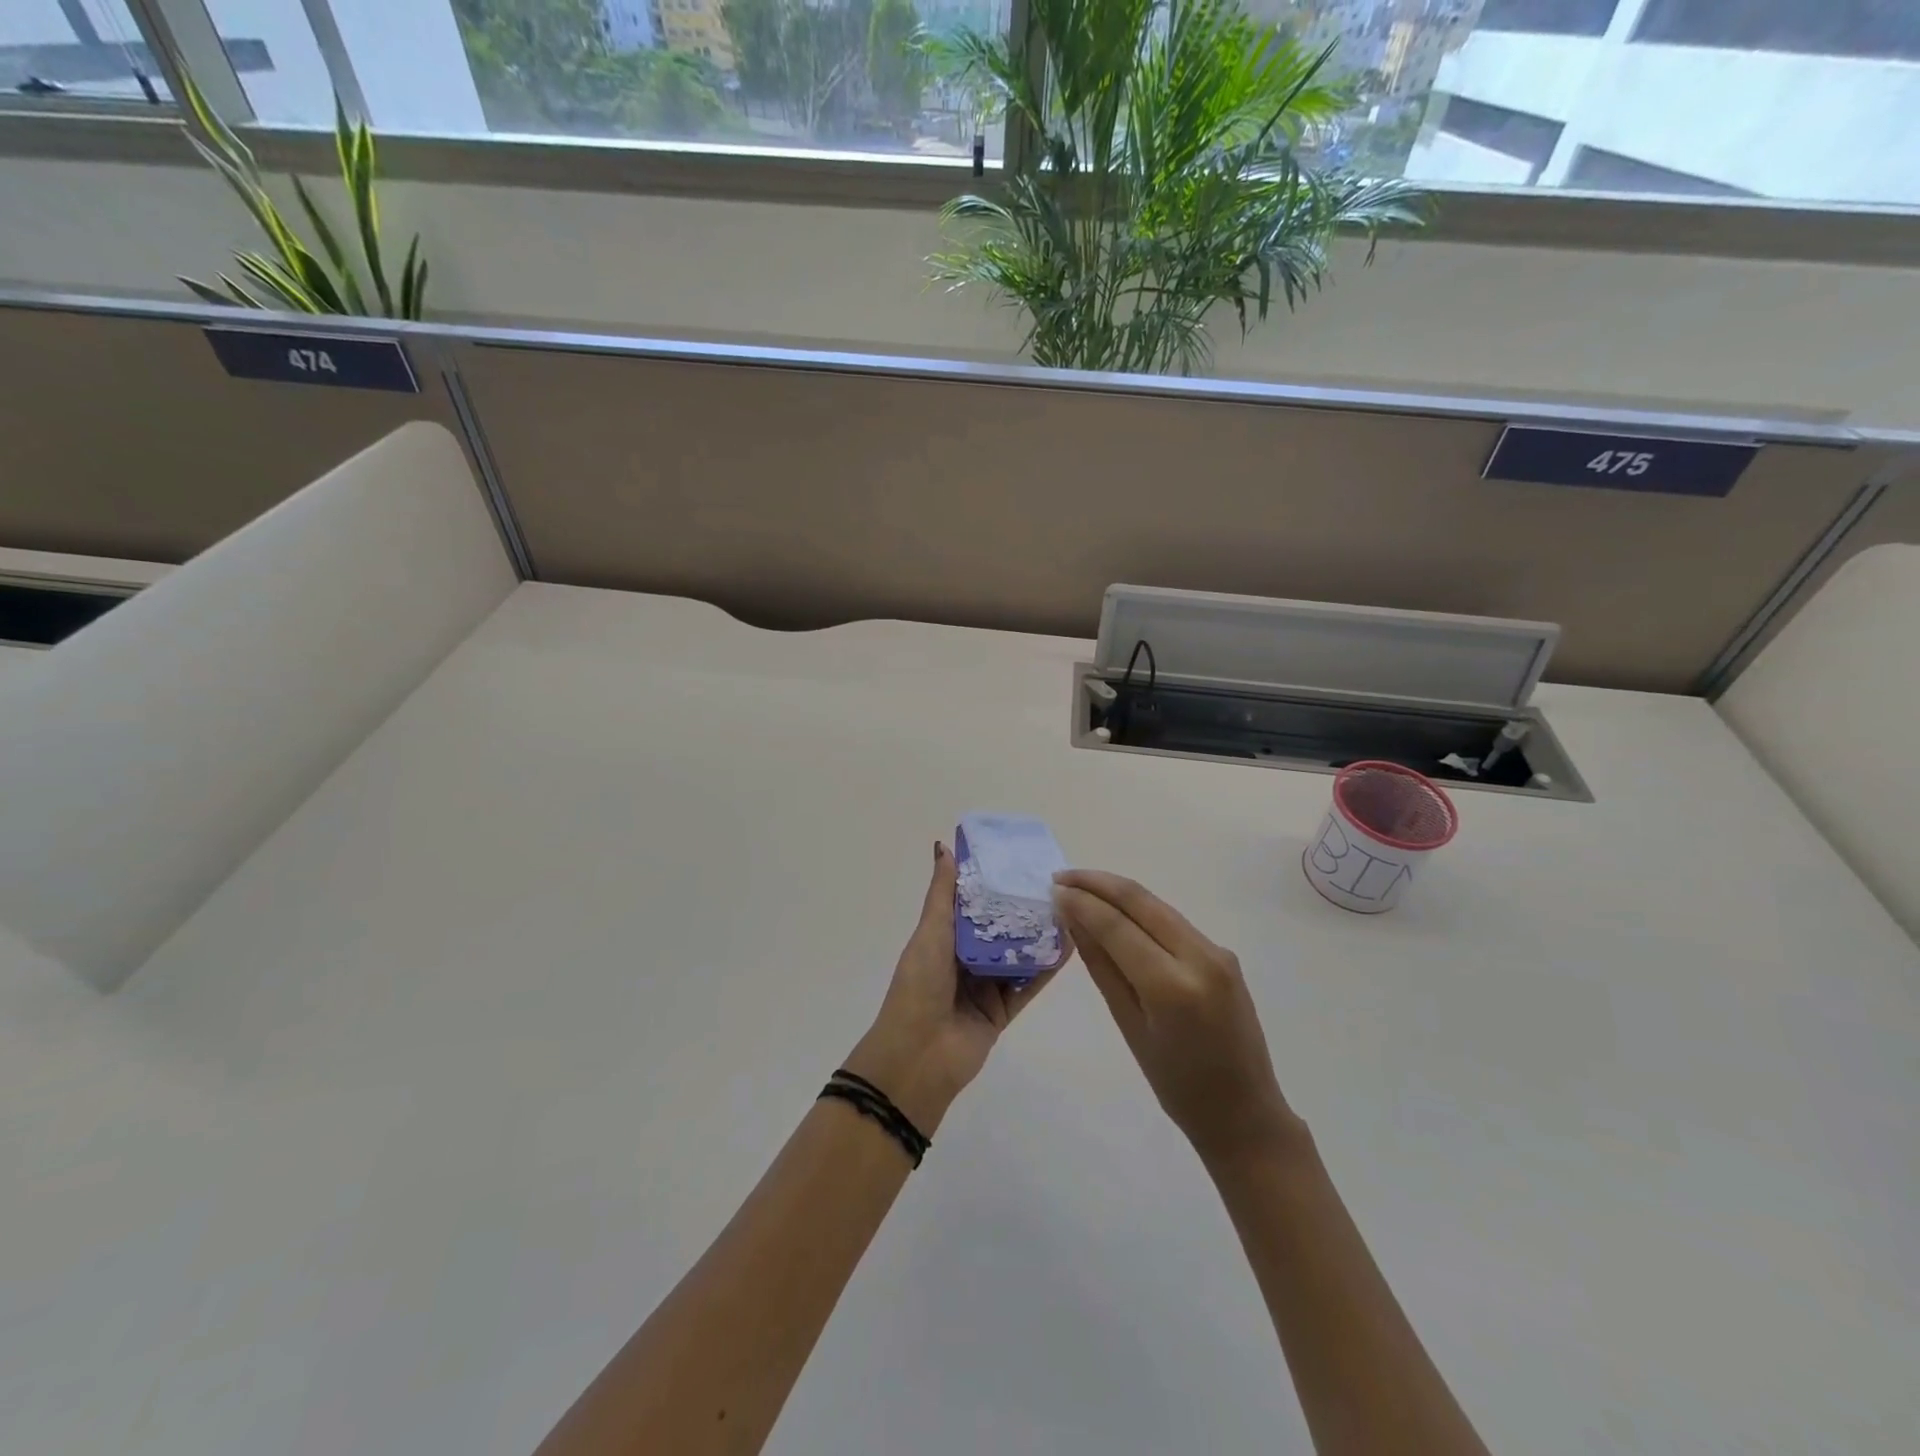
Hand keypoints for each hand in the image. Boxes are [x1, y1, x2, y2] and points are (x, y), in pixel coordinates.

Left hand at [843, 841, 1063, 1135]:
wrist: (919, 1056)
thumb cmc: (919, 986)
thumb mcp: (930, 933)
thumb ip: (942, 894)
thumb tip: (943, 846)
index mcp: (943, 938)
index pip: (972, 904)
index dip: (992, 883)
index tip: (1018, 859)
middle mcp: (965, 958)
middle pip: (999, 929)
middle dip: (1021, 908)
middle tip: (1054, 882)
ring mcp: (986, 985)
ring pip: (1017, 955)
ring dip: (1038, 935)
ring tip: (1069, 907)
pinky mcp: (1003, 1009)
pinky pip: (1029, 984)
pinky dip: (1047, 967)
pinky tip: (1069, 945)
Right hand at [1052, 870, 1299, 1166]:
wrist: (1245, 1112)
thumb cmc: (1177, 1085)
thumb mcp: (1129, 1026)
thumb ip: (1102, 967)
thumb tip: (1073, 920)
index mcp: (1173, 987)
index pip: (1118, 926)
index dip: (1083, 902)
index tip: (1053, 889)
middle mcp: (1200, 957)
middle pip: (1141, 901)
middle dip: (1098, 883)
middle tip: (1061, 877)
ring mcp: (1216, 952)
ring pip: (1158, 906)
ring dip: (1118, 893)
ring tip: (1080, 889)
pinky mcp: (1222, 954)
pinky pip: (1172, 922)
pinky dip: (1140, 912)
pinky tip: (1116, 914)